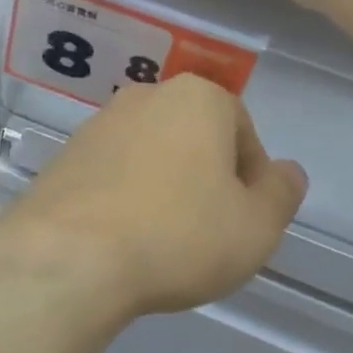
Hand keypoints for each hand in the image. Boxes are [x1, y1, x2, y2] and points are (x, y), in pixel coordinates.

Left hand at [0, 75, 306, 321]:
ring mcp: (97, 125)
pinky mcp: (64, 156)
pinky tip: (124, 236)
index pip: (241, 129)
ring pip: (149, 153)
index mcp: (196, 98)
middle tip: (209, 229)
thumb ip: (281, 193)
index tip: (246, 217)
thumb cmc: (179, 234)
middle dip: (206, 176)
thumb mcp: (256, 226)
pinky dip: (125, 195)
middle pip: (192, 136)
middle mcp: (144, 98)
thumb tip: (287, 171)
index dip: (251, 176)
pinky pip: (111, 172)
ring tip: (164, 237)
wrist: (71, 255)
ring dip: (164, 185)